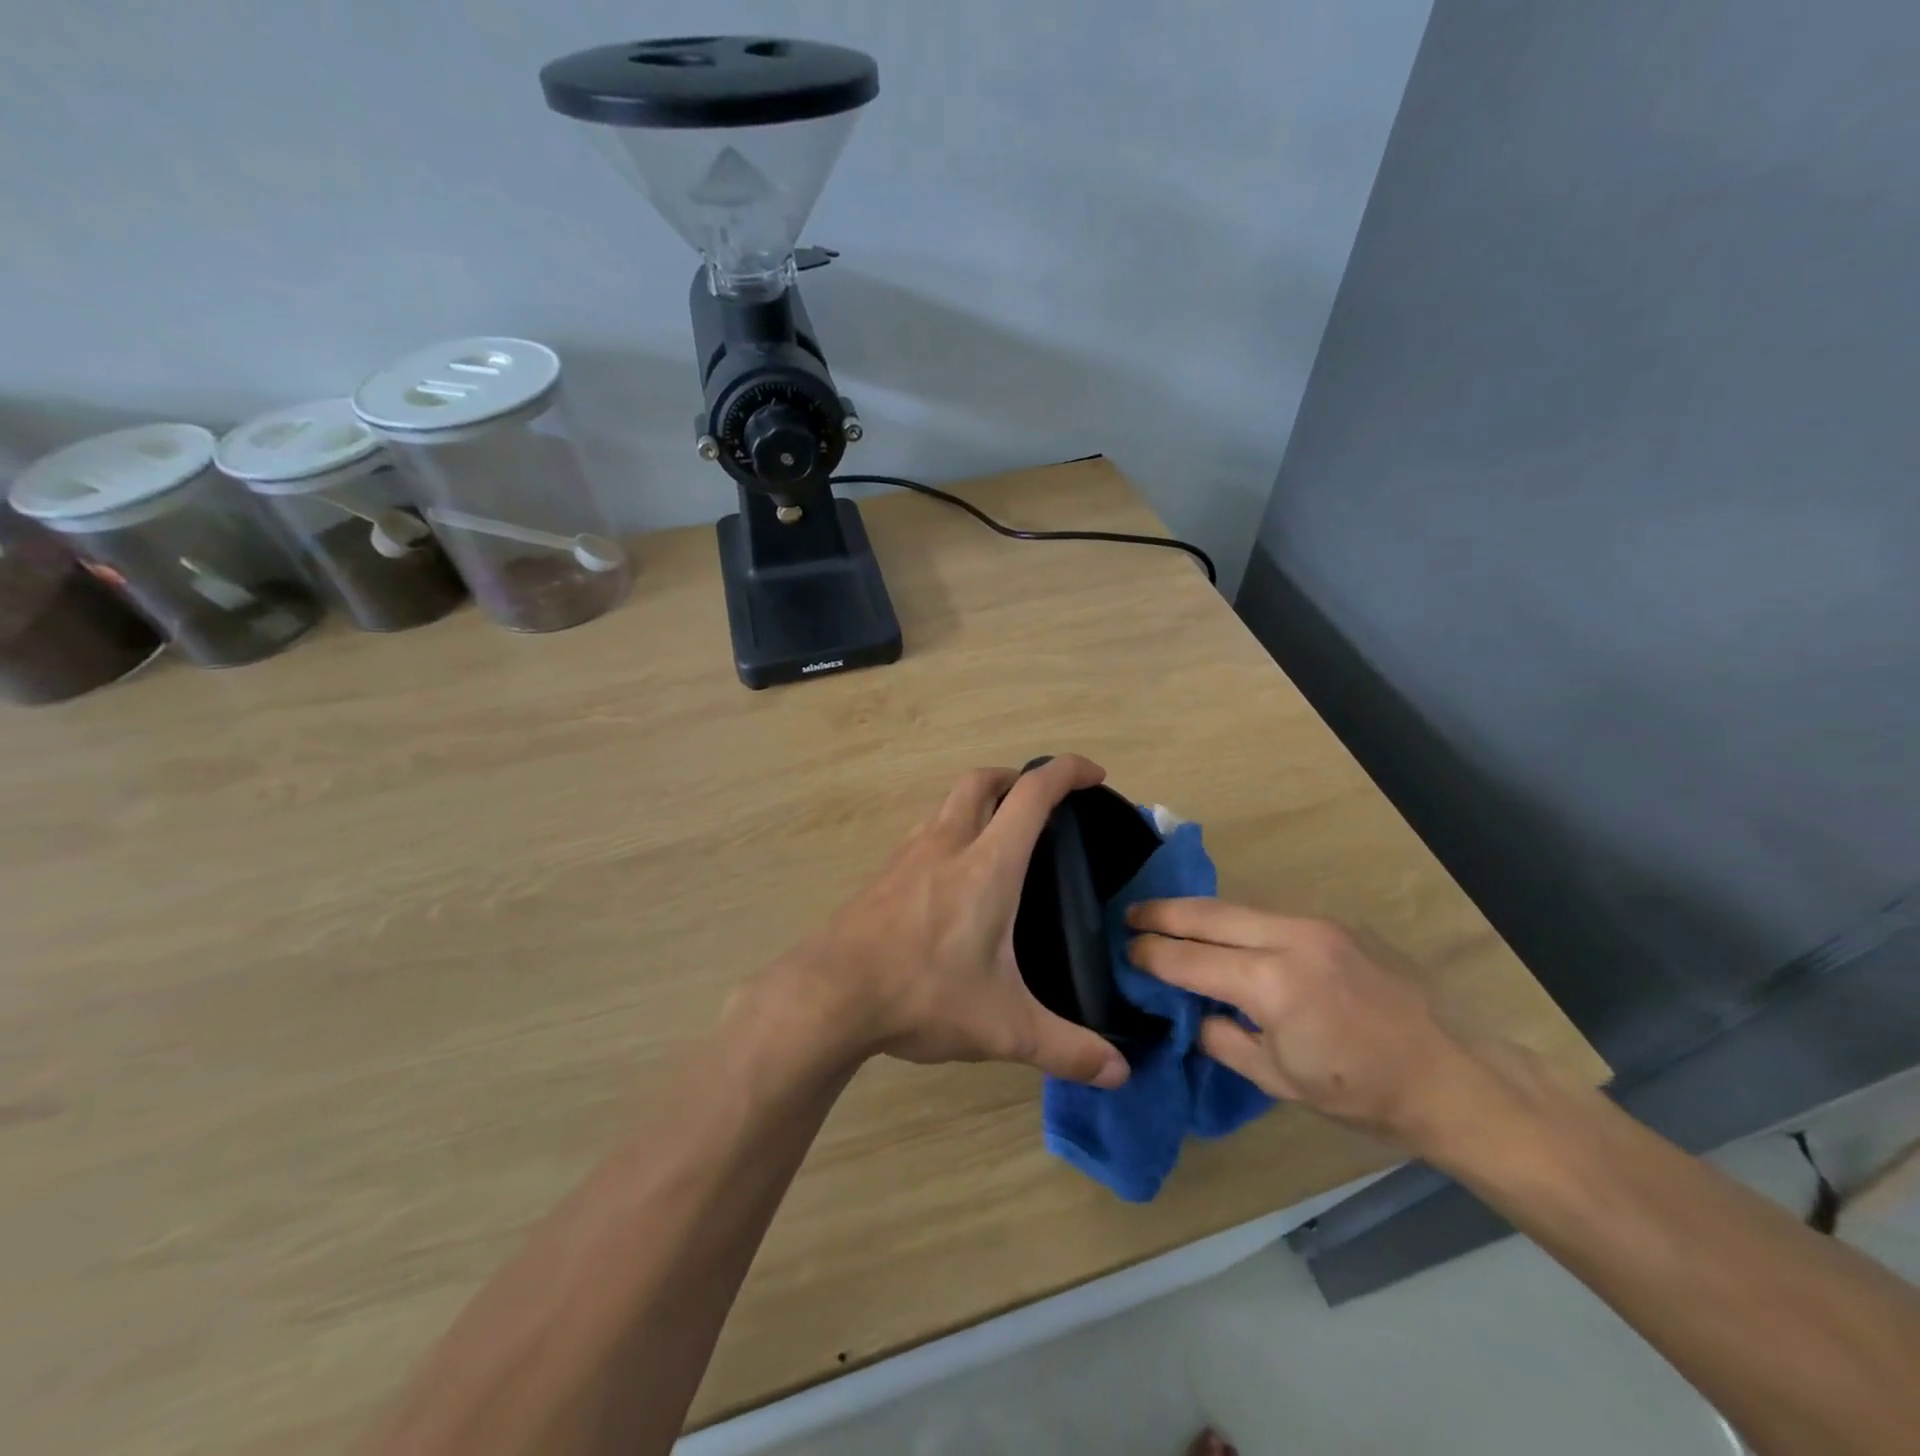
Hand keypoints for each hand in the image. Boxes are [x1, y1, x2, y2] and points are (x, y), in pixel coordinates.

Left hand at [770, 756, 1130, 1089]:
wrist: (829, 994)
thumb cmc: (922, 995)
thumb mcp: (1003, 1028)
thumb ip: (1066, 1049)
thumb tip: (1120, 1074)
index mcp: (988, 865)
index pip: (1032, 794)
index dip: (1066, 771)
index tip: (1093, 773)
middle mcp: (947, 844)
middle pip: (982, 781)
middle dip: (1016, 777)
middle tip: (1041, 801)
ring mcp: (908, 855)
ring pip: (948, 803)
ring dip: (979, 801)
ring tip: (999, 836)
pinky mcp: (883, 874)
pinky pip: (924, 833)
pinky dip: (949, 831)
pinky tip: (951, 877)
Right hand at [1127, 900, 1474, 1149]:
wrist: (1456, 1079)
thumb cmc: (1363, 1095)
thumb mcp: (1278, 1079)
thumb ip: (1223, 1038)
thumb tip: (1191, 1012)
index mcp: (1273, 983)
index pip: (1190, 959)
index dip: (1151, 954)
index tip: (1124, 951)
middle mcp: (1291, 938)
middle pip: (1209, 913)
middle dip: (1163, 913)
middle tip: (1129, 914)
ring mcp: (1318, 925)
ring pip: (1239, 908)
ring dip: (1200, 914)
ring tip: (1168, 921)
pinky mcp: (1337, 924)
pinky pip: (1271, 916)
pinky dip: (1238, 923)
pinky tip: (1228, 936)